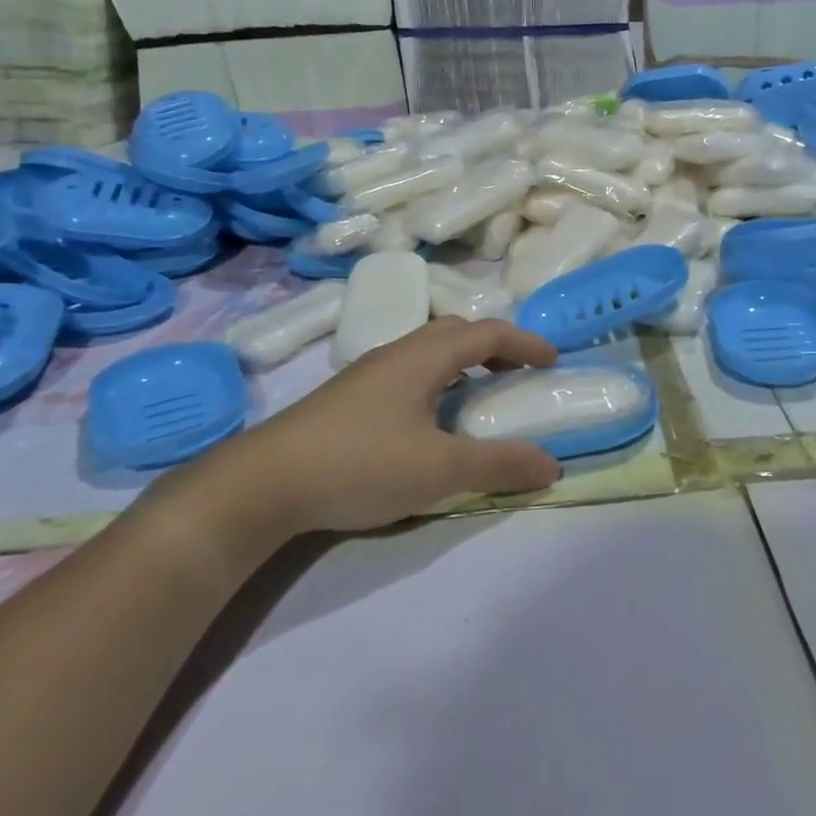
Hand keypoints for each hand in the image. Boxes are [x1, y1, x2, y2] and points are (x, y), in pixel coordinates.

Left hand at [183, 318, 562, 544]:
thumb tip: (551, 464)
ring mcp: (367, 374)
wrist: (262, 483)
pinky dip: (437, 381)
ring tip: (478, 396)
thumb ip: (499, 464)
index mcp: (424, 357)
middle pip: (456, 332)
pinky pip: (408, 372)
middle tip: (517, 373)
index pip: (487, 332)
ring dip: (463, 363)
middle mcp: (397, 353)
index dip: (525, 341)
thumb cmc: (361, 464)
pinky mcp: (347, 398)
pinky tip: (429, 420)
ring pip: (428, 352)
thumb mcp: (440, 470)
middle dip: (494, 346)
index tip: (552, 360)